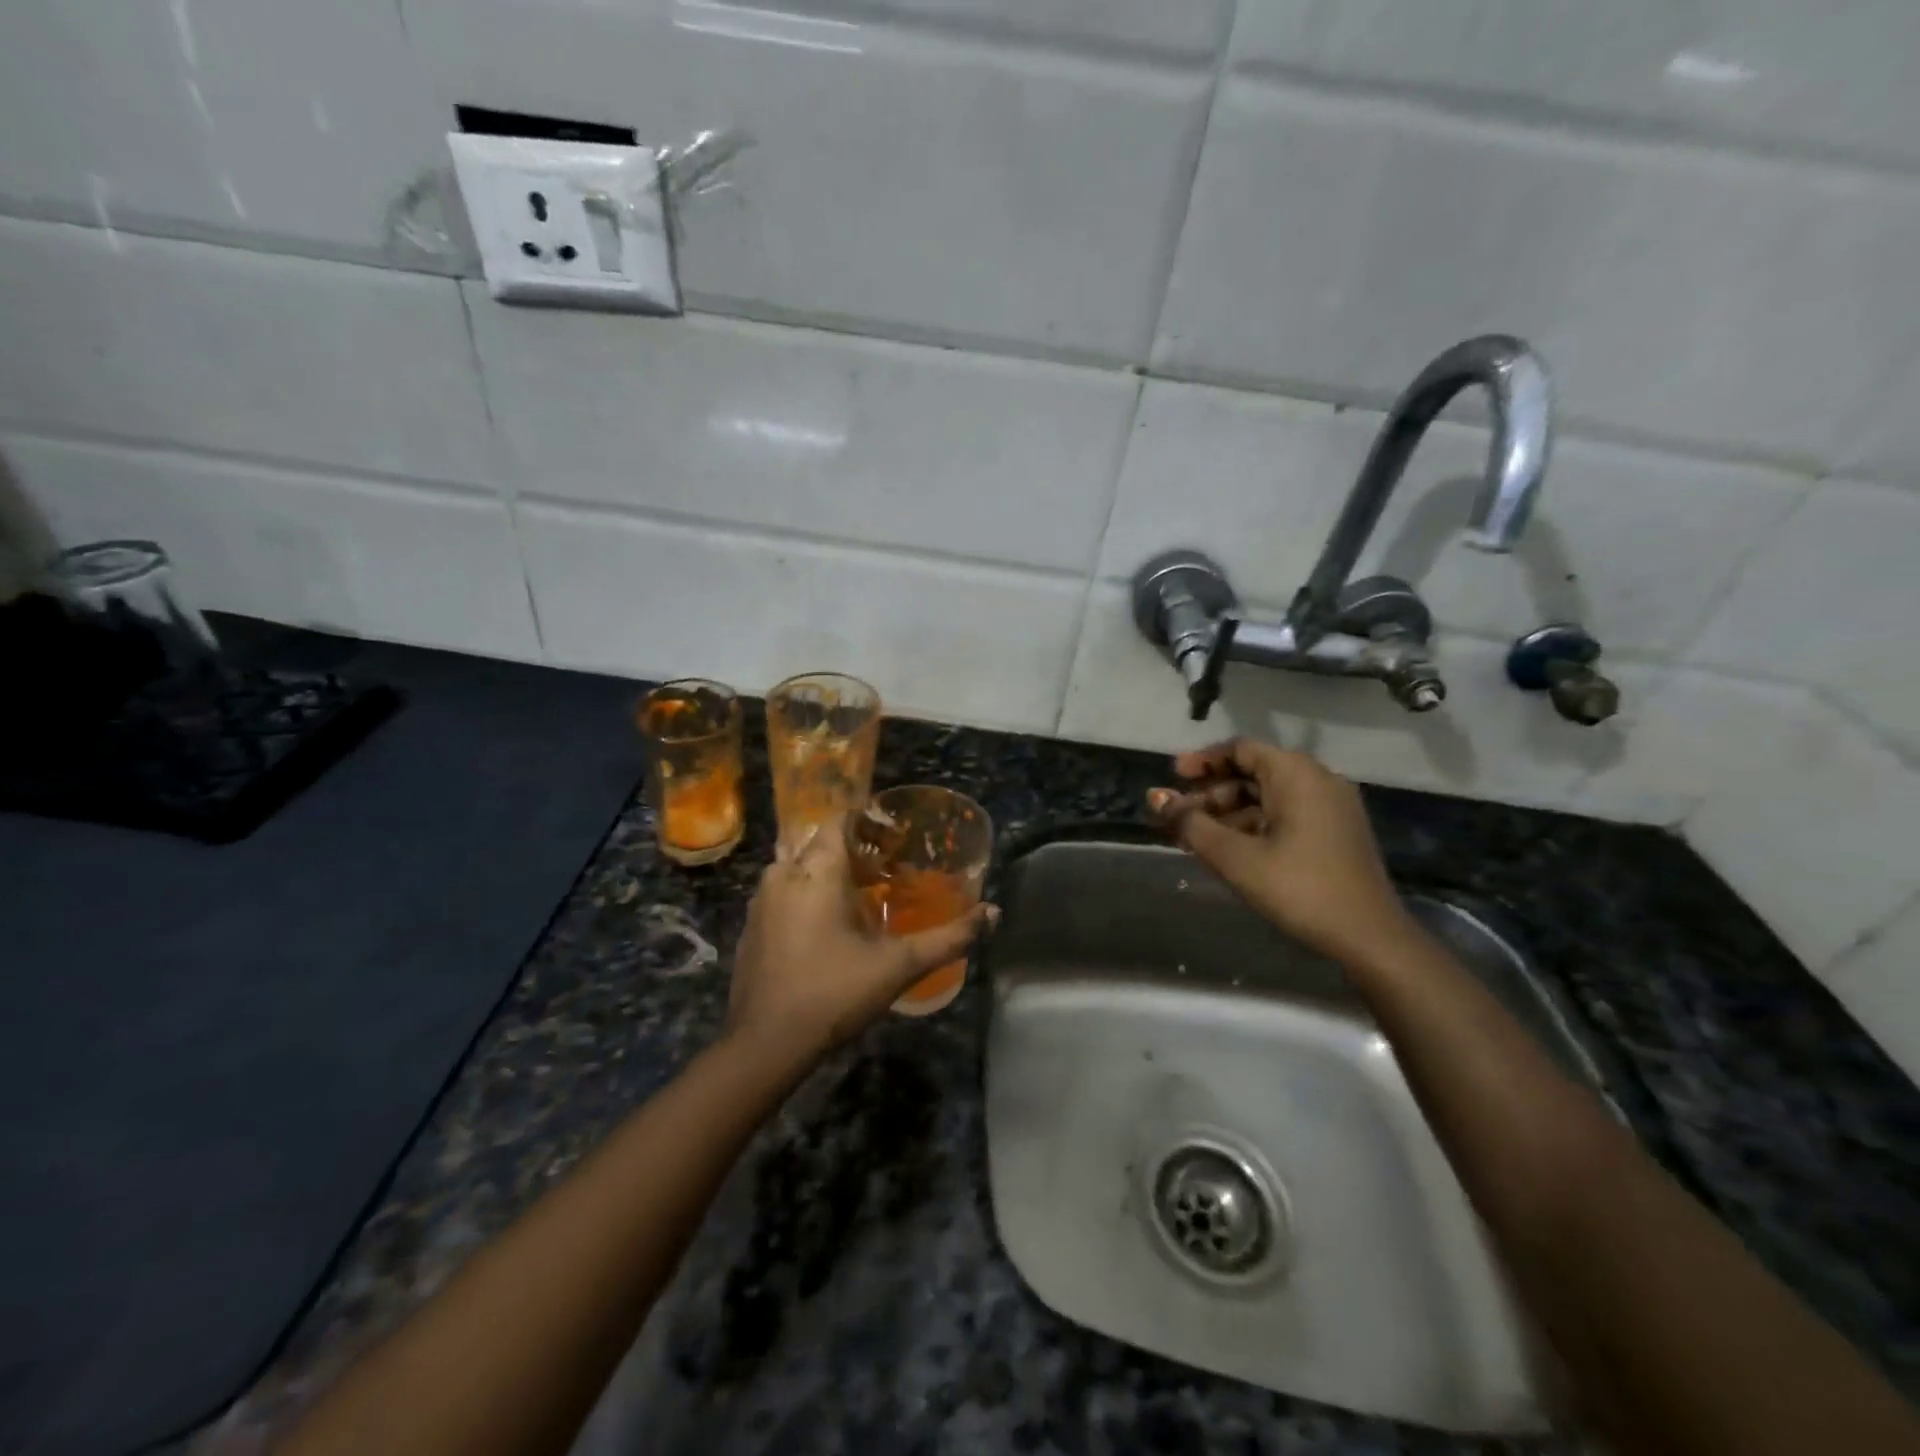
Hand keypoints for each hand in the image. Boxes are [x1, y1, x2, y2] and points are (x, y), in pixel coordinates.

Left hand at [727, 817, 996, 1063]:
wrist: (765, 1044)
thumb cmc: (834, 993)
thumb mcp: (899, 965)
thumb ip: (949, 938)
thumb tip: (994, 913)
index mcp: (817, 869)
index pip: (840, 818)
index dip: (869, 821)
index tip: (897, 839)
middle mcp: (783, 873)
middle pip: (821, 842)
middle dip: (855, 849)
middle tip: (888, 868)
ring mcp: (761, 900)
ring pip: (800, 866)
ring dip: (830, 872)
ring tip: (864, 896)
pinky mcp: (752, 925)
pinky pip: (784, 891)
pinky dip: (808, 894)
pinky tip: (830, 927)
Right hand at [1147, 738, 1417, 967]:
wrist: (1368, 937)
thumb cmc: (1297, 888)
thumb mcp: (1234, 856)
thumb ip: (1190, 824)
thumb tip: (1155, 798)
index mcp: (1296, 774)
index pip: (1239, 749)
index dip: (1202, 761)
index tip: (1172, 777)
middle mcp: (1317, 780)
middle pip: (1252, 773)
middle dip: (1210, 793)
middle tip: (1178, 817)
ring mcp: (1331, 807)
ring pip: (1267, 797)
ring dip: (1228, 813)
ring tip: (1194, 839)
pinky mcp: (1336, 832)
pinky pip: (1285, 814)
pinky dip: (1253, 825)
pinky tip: (1229, 850)